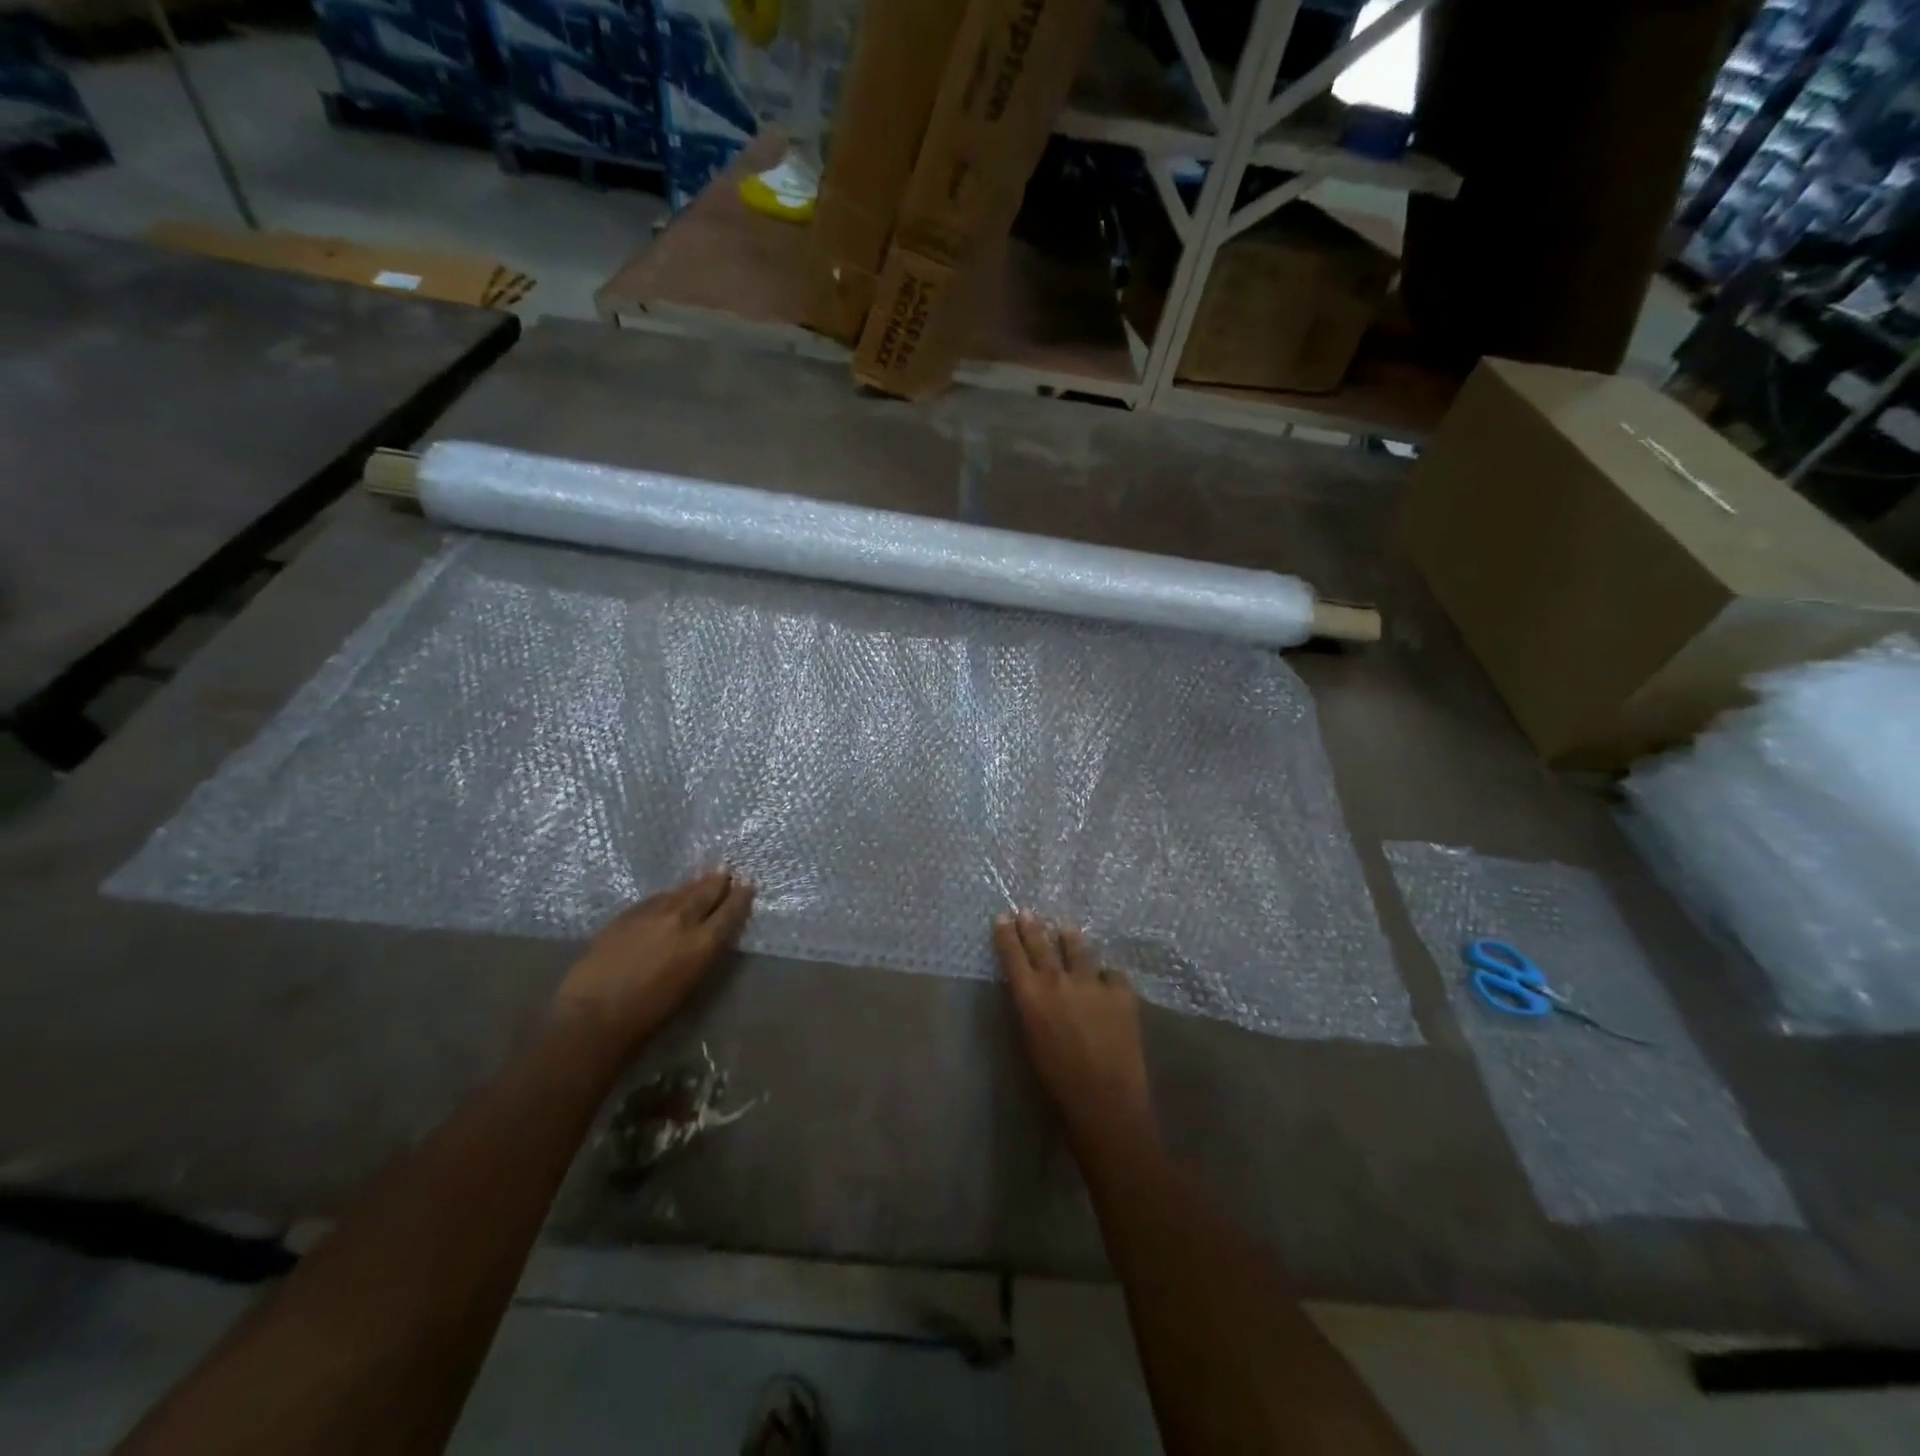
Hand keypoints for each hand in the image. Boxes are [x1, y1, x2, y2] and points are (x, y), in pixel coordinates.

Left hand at [554, 870, 754, 1054]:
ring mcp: (652, 913)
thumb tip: (710, 935)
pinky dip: (668, 896)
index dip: (740, 897)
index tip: (748, 885)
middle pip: (705, 892)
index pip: (729, 912)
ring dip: (694, 885)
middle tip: (726, 872)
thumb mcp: (690, 983)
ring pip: (679, 892)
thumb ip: (702, 953)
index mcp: (702, 943)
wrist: (594, 1014)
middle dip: (718, 882)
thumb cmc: (648, 1014)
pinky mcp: (627, 914)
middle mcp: (681, 920)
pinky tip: (669, 896)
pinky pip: (656, 898)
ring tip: (704, 877)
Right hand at [994, 911, 1157, 1161]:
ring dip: (1070, 939)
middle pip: (1042, 943)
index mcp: (1030, 996)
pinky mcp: (1121, 992)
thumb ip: (1031, 1006)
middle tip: (1028, 912)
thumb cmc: (1057, 1080)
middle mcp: (1058, 980)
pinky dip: (1106, 977)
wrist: (1104, 1100)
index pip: (1013, 954)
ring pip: (1079, 948)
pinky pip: (1111, 974)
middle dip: (1032, 926)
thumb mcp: (1030, 1038)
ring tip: (1067, 930)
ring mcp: (1092, 982)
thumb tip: (1034, 987)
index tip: (1003, 917)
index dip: (1006, 934)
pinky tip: (1106, 981)